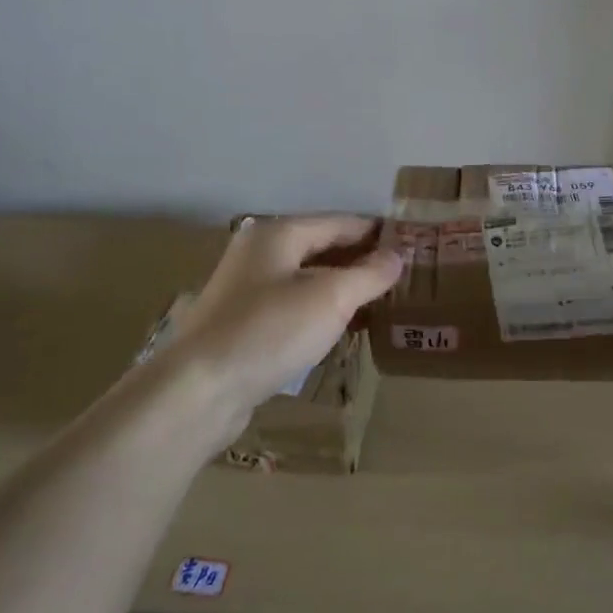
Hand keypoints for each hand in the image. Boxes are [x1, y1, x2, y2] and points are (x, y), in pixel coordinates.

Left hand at [163, 215, 404, 426]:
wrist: (198, 390)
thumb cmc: (270, 331)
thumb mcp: (331, 298)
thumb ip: (369, 274)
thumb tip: (398, 256)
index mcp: (278, 233)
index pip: (341, 222)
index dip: (378, 232)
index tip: (413, 244)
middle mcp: (260, 253)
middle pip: (323, 248)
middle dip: (362, 260)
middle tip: (403, 276)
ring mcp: (248, 289)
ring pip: (309, 279)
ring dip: (344, 287)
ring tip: (382, 302)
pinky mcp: (244, 324)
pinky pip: (294, 306)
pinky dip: (322, 311)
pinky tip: (344, 328)